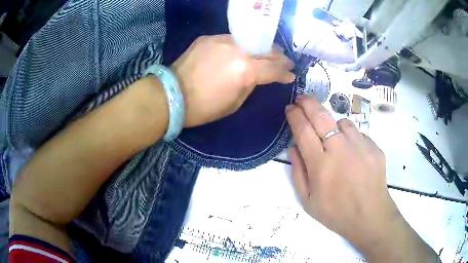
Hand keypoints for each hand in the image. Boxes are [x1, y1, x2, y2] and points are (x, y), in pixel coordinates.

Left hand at [171, 34, 294, 126]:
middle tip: (286, 61)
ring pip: (250, 41)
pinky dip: (240, 46)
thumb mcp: (235, 103)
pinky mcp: (208, 38)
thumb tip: (258, 76)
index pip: (274, 69)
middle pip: (266, 50)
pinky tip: (242, 50)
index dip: (285, 73)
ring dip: (262, 48)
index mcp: (245, 70)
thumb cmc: (204, 108)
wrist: (171, 95)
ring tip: (268, 52)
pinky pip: (231, 40)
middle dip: (279, 57)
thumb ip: (251, 85)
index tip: (291, 75)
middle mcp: (237, 49)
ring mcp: (222, 40)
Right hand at [285, 96, 436, 261]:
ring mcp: (360, 145)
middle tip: (301, 98)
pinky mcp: (374, 147)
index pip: (303, 130)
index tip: (290, 108)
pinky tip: (352, 152)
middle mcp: (340, 149)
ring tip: (332, 136)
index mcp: (320, 165)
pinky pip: (358, 134)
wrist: (369, 216)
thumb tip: (294, 147)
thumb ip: (298, 172)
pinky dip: (350, 137)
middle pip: (321, 116)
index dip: (295, 116)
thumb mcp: (308, 201)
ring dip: (332, 123)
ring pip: (341, 121)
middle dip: (308, 103)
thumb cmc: (336, 212)